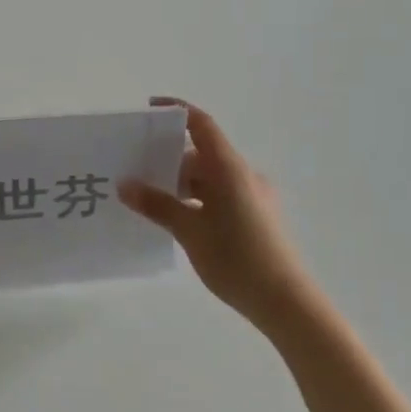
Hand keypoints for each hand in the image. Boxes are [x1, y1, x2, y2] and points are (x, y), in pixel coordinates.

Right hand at [119, 98, 321, 338]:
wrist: (286, 301)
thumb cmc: (236, 258)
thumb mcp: (189, 231)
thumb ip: (157, 205)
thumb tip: (125, 184)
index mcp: (229, 168)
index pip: (201, 125)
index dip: (176, 112)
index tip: (149, 110)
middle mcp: (244, 174)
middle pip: (202, 154)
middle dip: (169, 160)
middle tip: (135, 171)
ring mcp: (253, 196)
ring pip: (210, 178)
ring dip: (182, 184)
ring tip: (150, 200)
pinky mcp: (256, 216)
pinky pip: (220, 195)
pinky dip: (197, 200)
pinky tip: (178, 221)